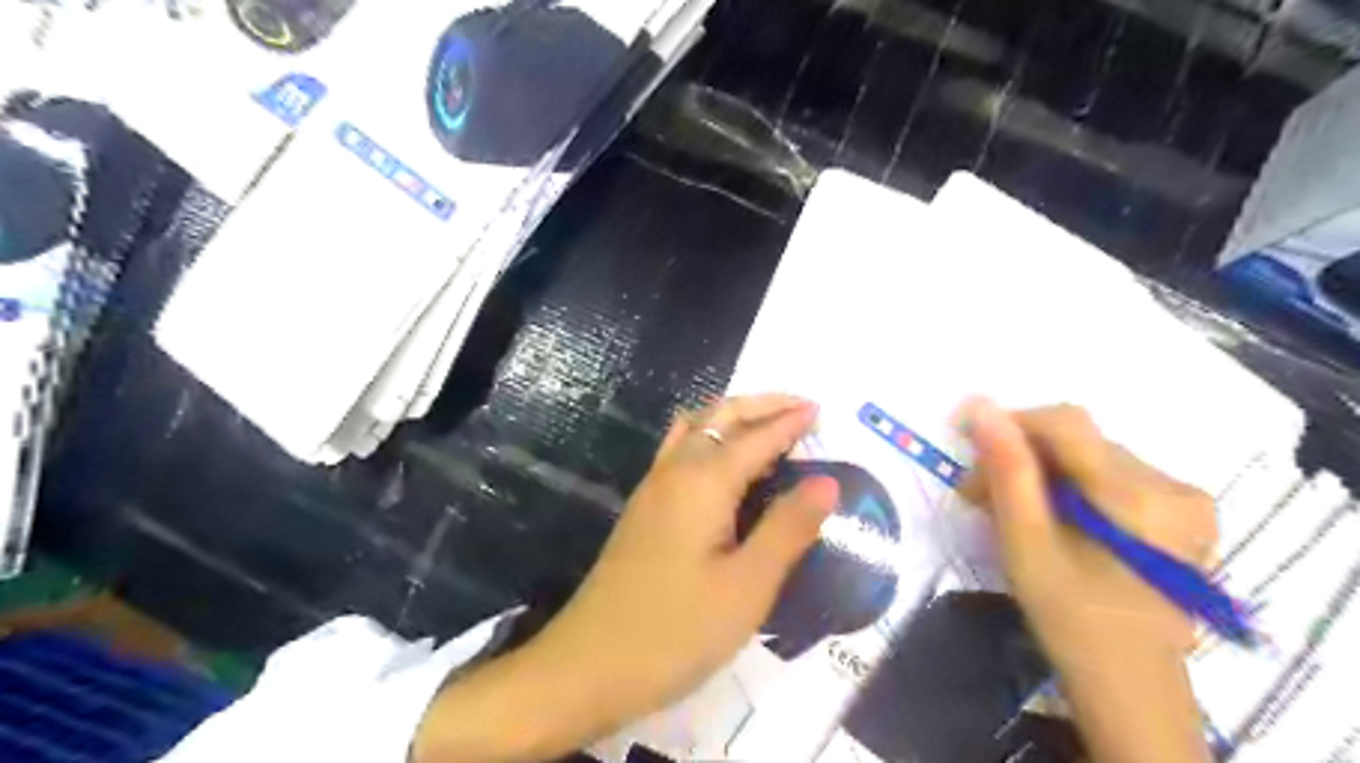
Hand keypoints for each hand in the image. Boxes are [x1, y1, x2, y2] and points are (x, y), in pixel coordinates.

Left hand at [414, 396, 840, 759]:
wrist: (587, 665)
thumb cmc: (675, 631)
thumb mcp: (747, 587)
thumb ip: (788, 528)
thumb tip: (826, 481)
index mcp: (703, 481)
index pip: (756, 436)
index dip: (790, 421)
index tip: (821, 409)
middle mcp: (674, 471)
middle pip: (719, 416)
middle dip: (760, 405)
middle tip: (799, 409)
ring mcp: (652, 488)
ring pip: (694, 428)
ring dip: (732, 418)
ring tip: (766, 428)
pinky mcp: (643, 510)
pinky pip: (680, 451)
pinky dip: (709, 438)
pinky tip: (724, 466)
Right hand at [960, 396, 1217, 651]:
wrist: (1128, 681)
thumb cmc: (1071, 618)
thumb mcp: (1027, 544)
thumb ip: (1007, 471)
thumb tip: (980, 406)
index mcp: (1142, 499)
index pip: (1067, 424)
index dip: (1010, 421)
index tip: (963, 436)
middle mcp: (1175, 487)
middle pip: (1077, 443)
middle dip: (1019, 458)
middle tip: (977, 493)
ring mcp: (1185, 499)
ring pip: (1089, 457)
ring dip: (1039, 473)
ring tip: (1004, 507)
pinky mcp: (1181, 511)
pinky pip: (1109, 475)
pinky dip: (1066, 486)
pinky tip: (1045, 513)